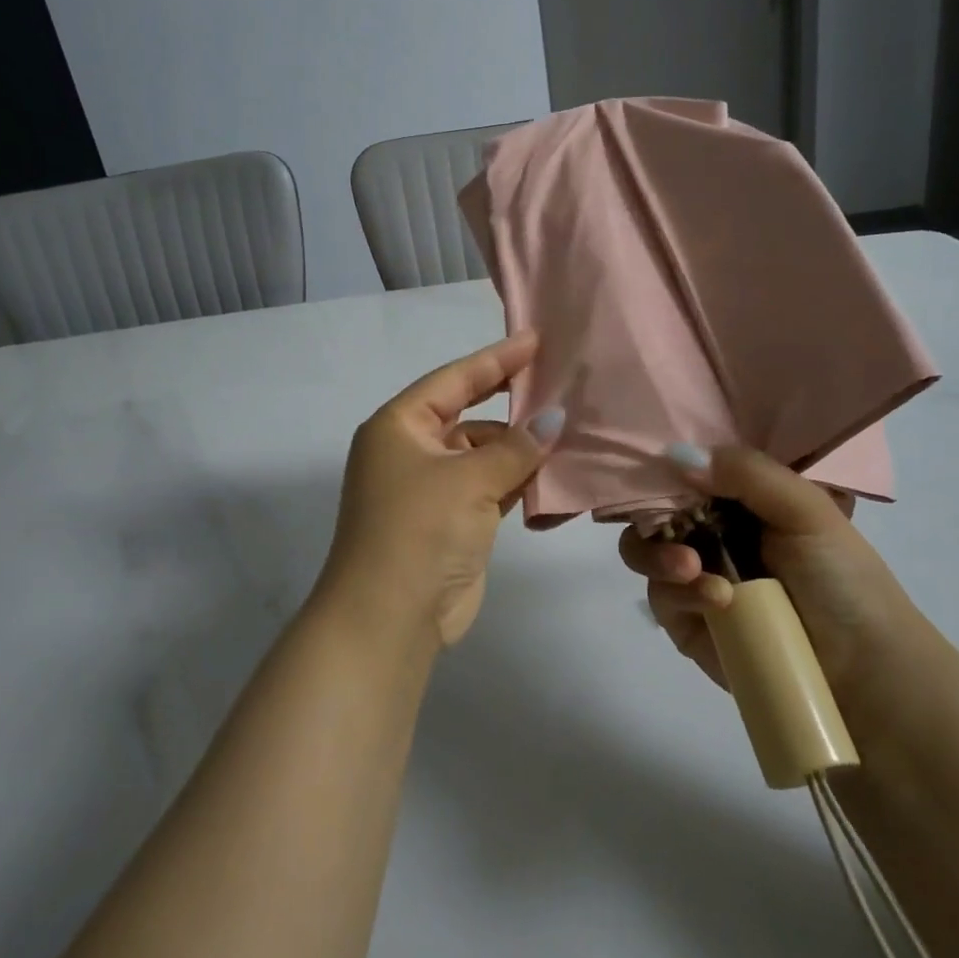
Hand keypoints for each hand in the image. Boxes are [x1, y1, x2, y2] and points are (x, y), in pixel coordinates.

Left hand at [321, 331, 563, 645]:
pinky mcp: (451, 521)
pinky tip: (553, 473)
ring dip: (519, 447)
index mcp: (398, 426)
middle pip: (468, 415)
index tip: (535, 340)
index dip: (495, 359)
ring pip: (482, 454)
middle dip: (510, 402)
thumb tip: (554, 418)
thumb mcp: (469, 480)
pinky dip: (516, 480)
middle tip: (557, 381)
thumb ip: (516, 447)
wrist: (390, 618)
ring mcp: (430, 488)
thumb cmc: (420, 530)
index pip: (453, 380)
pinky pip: (489, 487)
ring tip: (568, 430)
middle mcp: (411, 451)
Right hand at [621, 444, 932, 702]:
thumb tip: (677, 455)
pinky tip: (716, 602)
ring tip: (689, 569)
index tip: (662, 468)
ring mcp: (695, 577)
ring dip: (658, 556)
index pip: (689, 471)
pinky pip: (660, 598)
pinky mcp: (687, 622)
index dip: (669, 467)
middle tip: (674, 530)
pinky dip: (680, 594)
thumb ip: (747, 472)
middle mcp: (712, 533)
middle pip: (654, 510)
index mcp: (740, 500)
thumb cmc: (842, 578)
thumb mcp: (807, 510)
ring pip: (645, 552)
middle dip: (653, 516)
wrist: (864, 672)